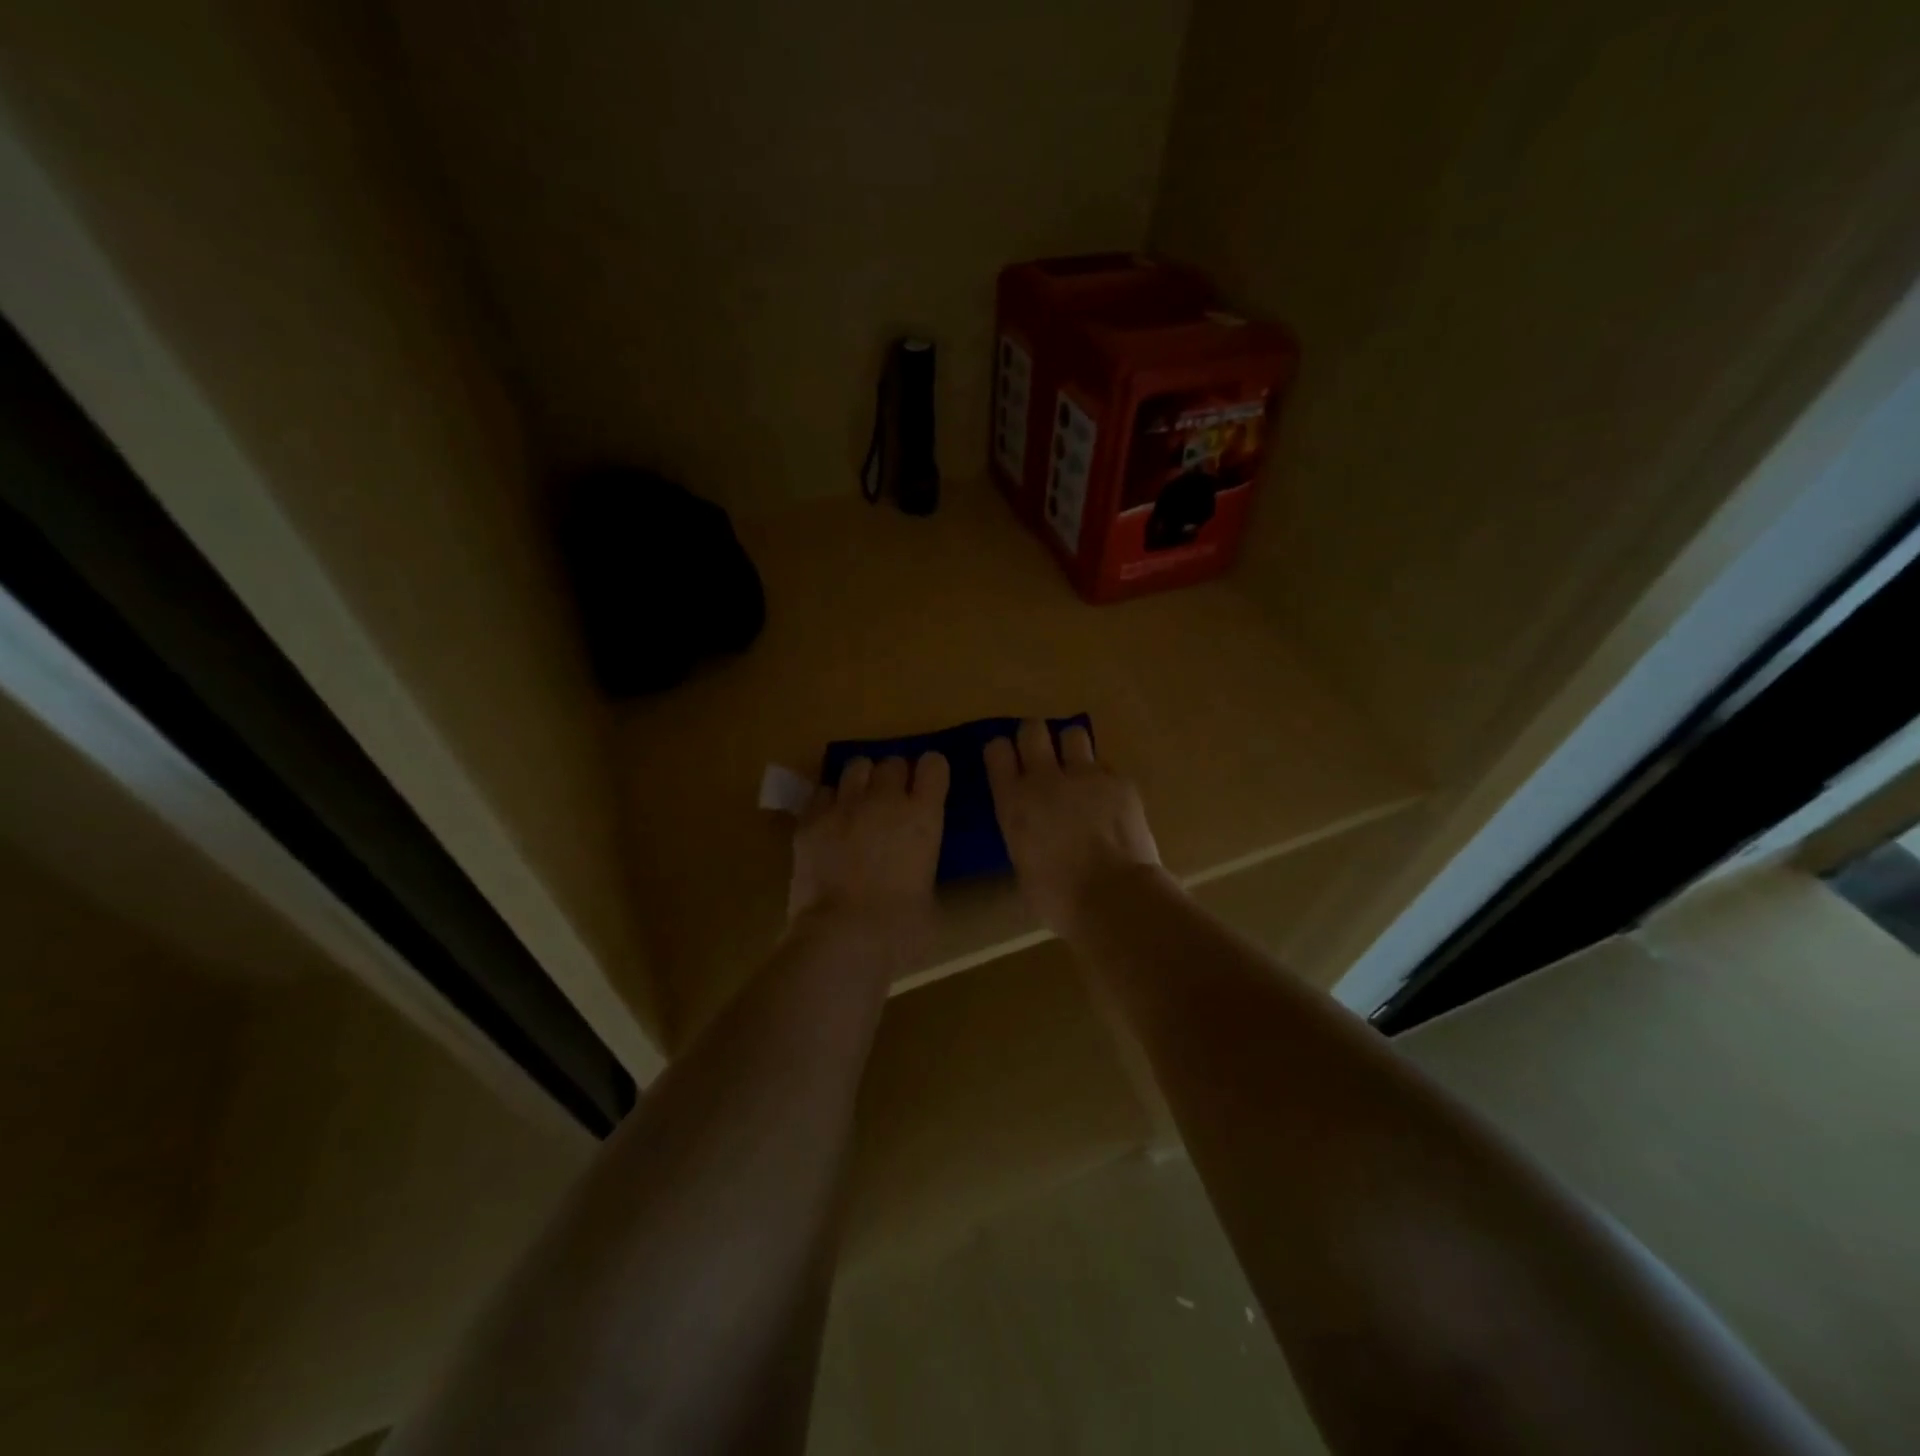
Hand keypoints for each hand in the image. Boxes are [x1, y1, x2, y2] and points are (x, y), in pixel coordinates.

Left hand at [788, 753, 949, 939]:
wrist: (842, 938)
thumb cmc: (900, 930)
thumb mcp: (929, 898)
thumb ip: (923, 869)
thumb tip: (913, 873)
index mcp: (923, 817)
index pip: (933, 766)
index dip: (931, 772)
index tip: (927, 784)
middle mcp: (885, 800)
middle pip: (892, 762)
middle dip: (894, 776)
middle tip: (891, 800)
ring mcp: (844, 806)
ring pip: (855, 766)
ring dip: (861, 780)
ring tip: (859, 801)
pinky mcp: (810, 820)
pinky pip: (822, 792)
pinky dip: (829, 801)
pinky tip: (829, 820)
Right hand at [984, 720, 1160, 935]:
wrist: (1113, 896)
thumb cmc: (1058, 897)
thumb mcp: (1023, 865)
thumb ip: (1023, 835)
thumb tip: (1032, 835)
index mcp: (1014, 801)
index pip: (997, 751)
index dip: (1002, 752)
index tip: (1007, 761)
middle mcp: (1045, 778)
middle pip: (1032, 729)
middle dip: (1035, 737)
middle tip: (1041, 755)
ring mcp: (1086, 775)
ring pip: (1074, 734)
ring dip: (1072, 748)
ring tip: (1078, 769)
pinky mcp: (1120, 781)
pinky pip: (1107, 766)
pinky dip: (1105, 779)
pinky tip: (1110, 801)